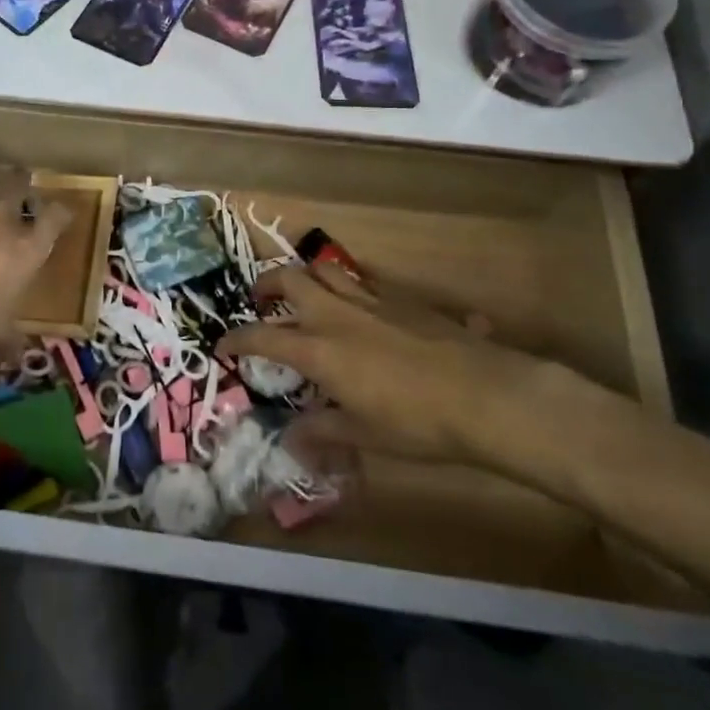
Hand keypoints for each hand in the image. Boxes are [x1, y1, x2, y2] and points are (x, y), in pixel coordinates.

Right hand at [214, 263, 552, 464]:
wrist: (486, 395)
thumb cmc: (418, 423)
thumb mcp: (365, 435)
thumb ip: (324, 432)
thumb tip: (291, 442)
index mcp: (320, 348)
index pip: (262, 335)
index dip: (237, 339)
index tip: (223, 345)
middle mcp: (337, 314)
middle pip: (289, 279)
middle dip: (266, 284)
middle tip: (261, 301)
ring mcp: (371, 299)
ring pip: (326, 268)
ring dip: (307, 275)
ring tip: (306, 294)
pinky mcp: (404, 297)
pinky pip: (366, 281)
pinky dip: (352, 288)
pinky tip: (364, 310)